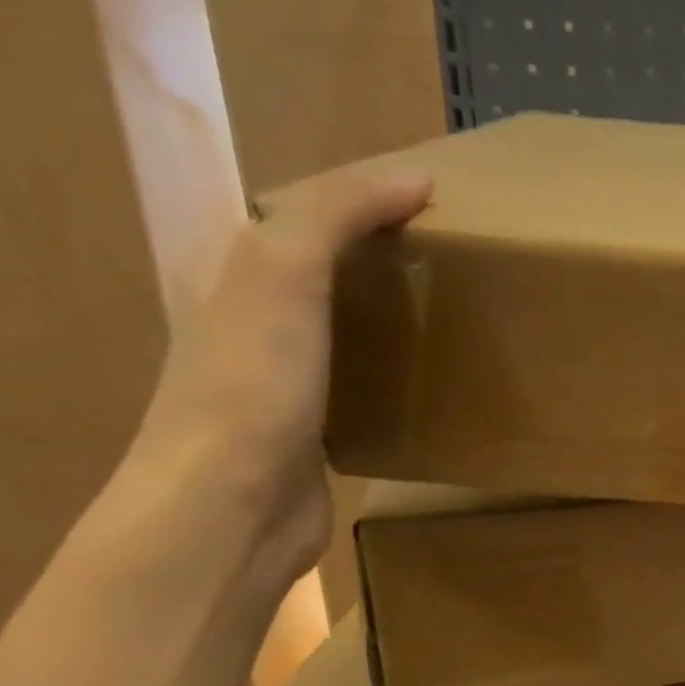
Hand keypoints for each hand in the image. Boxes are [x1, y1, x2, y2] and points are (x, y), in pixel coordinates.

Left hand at [128, 163, 432, 590]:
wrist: (232, 507)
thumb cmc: (253, 385)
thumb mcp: (284, 273)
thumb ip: (335, 214)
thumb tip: (414, 178)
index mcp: (239, 277)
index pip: (305, 212)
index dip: (365, 194)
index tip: (435, 199)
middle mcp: (255, 324)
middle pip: (326, 271)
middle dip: (384, 255)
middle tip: (453, 257)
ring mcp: (283, 384)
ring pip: (345, 331)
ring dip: (392, 317)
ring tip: (453, 314)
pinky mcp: (316, 435)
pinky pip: (361, 387)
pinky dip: (395, 374)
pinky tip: (429, 382)